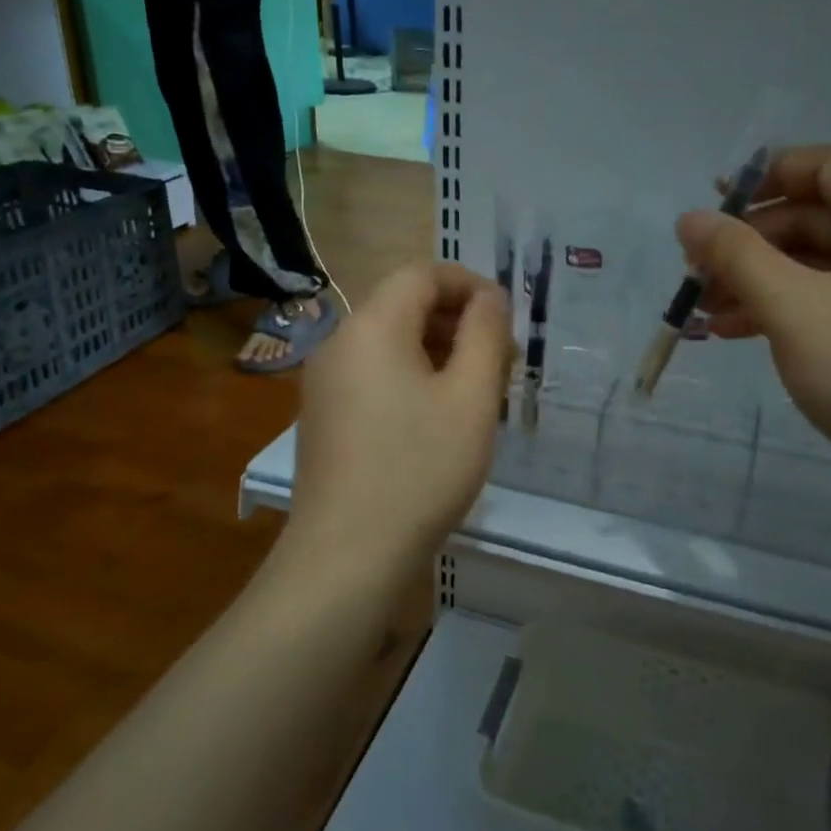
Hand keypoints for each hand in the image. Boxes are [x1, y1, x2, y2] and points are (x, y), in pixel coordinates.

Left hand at [288, 264, 511, 581]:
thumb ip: (484, 334)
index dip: (470, 285)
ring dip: (438, 352)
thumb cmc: (420, 470)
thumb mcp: (471, 397)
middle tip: (500, 361)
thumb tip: (488, 298)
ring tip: (477, 392)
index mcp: (372, 326)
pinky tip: (439, 419)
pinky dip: (411, 378)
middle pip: (404, 306)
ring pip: (390, 343)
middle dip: (457, 321)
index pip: (422, 274)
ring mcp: (325, 382)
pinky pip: (374, 375)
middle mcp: (339, 343)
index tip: (506, 319)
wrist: (348, 555)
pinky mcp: (324, 416)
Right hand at [678, 146, 830, 478]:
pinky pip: (830, 296)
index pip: (827, 166)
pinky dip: (784, 307)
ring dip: (758, 280)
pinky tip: (736, 332)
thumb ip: (736, 256)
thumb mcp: (793, 308)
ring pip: (817, 262)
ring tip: (705, 311)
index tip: (712, 204)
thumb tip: (689, 218)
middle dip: (750, 243)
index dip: (765, 176)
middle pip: (816, 216)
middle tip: (697, 273)